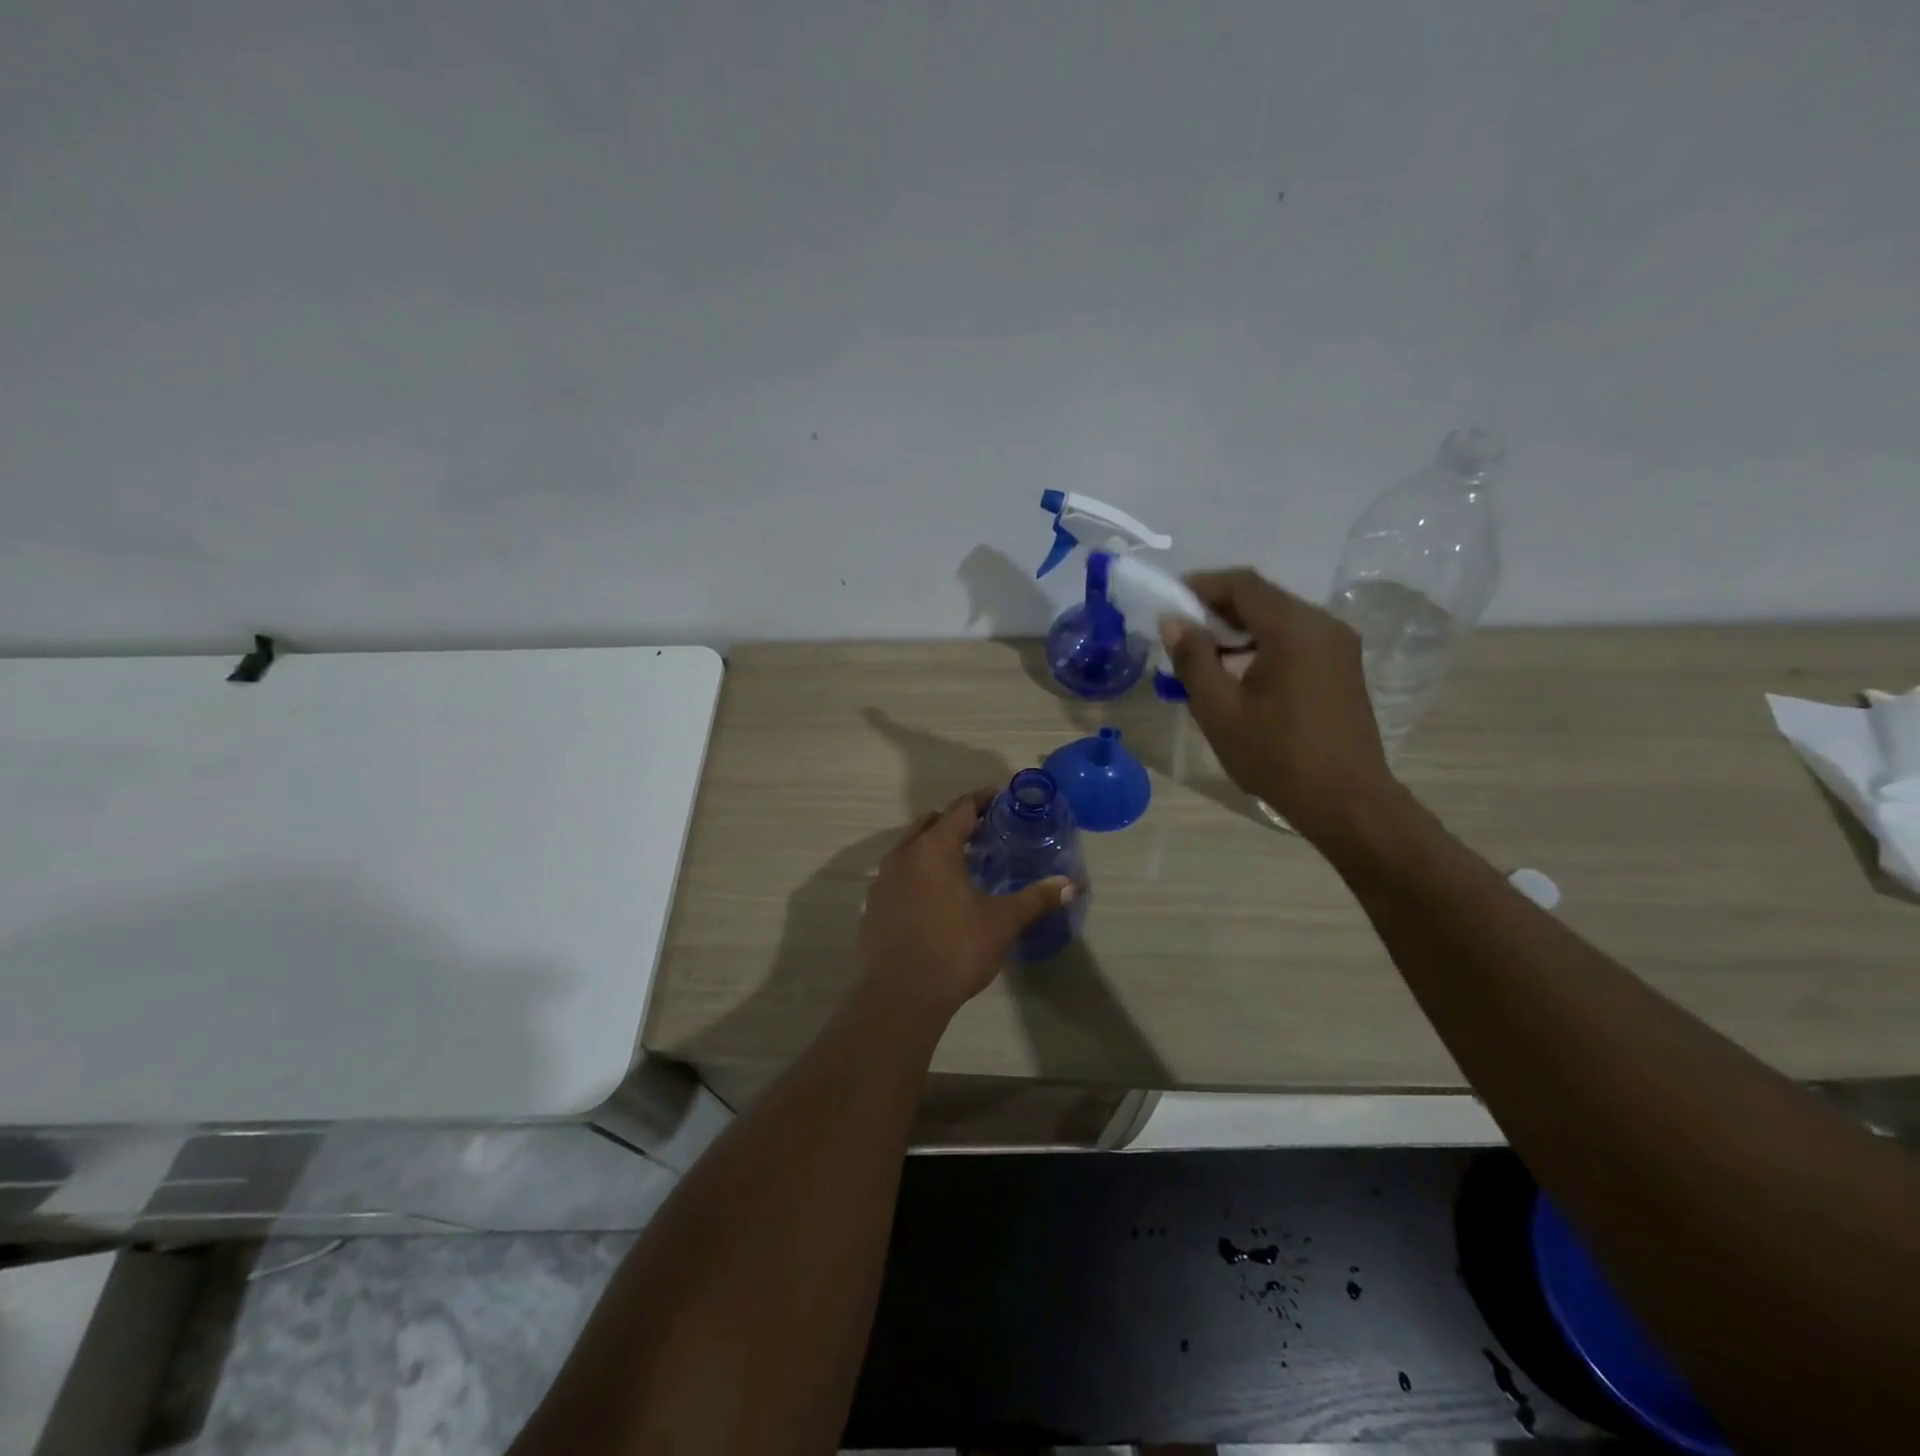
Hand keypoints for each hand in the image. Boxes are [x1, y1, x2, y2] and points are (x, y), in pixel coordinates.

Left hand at [859, 789, 1073, 1016]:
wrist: (900, 996)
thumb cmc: (955, 949)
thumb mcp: (1001, 923)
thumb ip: (1035, 899)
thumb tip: (1071, 885)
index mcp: (934, 848)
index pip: (960, 809)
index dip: (982, 800)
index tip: (1000, 798)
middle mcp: (903, 855)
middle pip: (931, 823)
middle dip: (956, 822)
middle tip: (984, 832)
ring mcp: (882, 880)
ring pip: (910, 848)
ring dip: (934, 847)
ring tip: (960, 864)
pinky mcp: (873, 905)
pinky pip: (898, 875)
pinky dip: (917, 873)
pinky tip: (934, 897)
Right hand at [1160, 569, 1398, 846]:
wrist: (1345, 800)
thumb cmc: (1276, 755)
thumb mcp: (1219, 709)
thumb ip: (1193, 659)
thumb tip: (1173, 622)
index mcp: (1294, 628)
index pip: (1243, 584)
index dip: (1201, 585)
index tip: (1170, 601)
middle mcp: (1323, 624)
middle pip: (1263, 597)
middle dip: (1218, 607)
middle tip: (1180, 630)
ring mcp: (1338, 646)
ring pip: (1280, 618)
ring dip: (1239, 627)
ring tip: (1204, 654)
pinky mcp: (1343, 667)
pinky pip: (1296, 638)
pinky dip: (1262, 643)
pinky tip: (1239, 672)